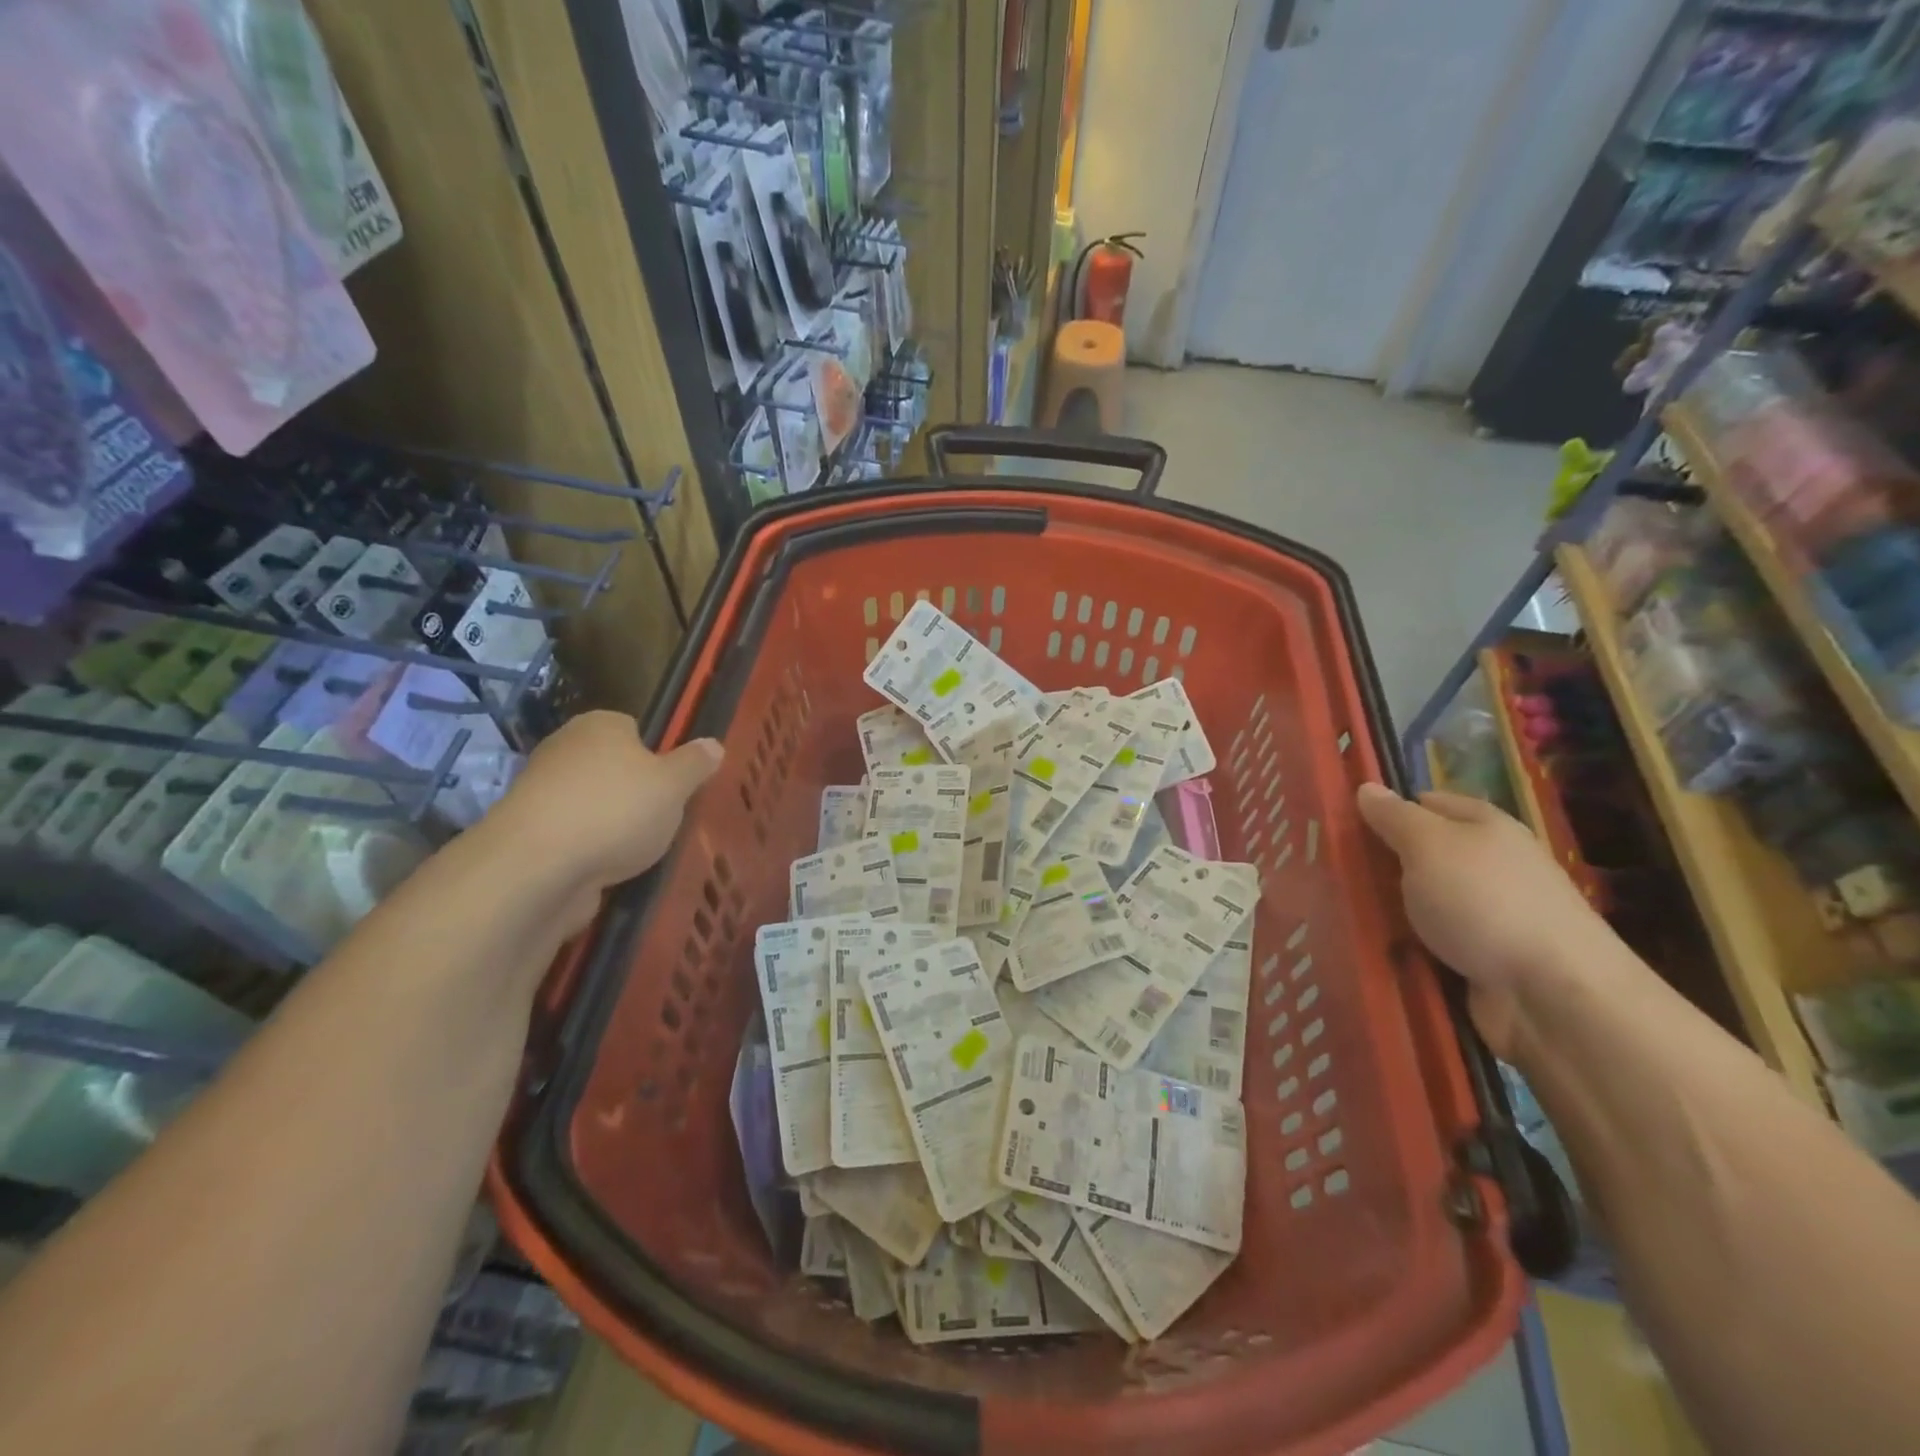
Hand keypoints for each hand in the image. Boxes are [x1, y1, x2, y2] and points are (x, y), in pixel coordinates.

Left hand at [490, 712, 723, 933]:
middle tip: (663, 819)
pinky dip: (589, 851)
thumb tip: (714, 745)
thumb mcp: (674, 785)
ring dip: (611, 825)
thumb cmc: (616, 811)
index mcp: (600, 725)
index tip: (674, 786)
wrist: (537, 867)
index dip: (657, 756)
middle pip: (612, 767)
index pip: (634, 729)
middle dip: (634, 792)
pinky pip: (572, 836)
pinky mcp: (528, 834)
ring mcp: (541, 792)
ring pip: (592, 804)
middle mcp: (565, 749)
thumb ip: (695, 764)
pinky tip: (607, 870)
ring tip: (638, 851)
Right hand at [1356, 784, 1610, 1059]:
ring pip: (1423, 900)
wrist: (1552, 995)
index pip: (1426, 802)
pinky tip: (1372, 947)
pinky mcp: (1483, 958)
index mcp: (1485, 826)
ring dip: (1389, 908)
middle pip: (1423, 854)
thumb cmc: (1485, 902)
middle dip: (1381, 862)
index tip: (1341, 823)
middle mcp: (1491, 865)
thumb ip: (1395, 817)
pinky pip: (1430, 941)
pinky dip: (1405, 945)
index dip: (1387, 809)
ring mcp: (1489, 914)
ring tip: (1338, 910)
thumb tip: (1367, 787)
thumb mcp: (1429, 846)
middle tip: (1329, 868)